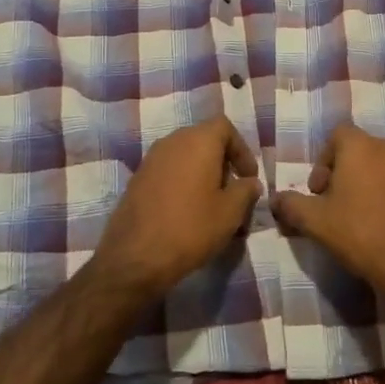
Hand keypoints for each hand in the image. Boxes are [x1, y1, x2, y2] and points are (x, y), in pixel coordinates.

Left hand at [90, 117, 261, 295]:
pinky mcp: (138, 179)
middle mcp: (172, 141)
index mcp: (197, 141)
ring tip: (213, 206)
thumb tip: (250, 182)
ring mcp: (150, 159)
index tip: (248, 177)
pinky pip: (169, 171)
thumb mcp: (230, 212)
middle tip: (233, 192)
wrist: (135, 257)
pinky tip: (188, 212)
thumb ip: (245, 190)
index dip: (241, 149)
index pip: (224, 127)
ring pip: (185, 157)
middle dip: (223, 163)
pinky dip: (183, 183)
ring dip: (203, 174)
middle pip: (204, 140)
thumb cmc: (190, 228)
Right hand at [270, 124, 384, 309]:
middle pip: (361, 152)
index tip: (318, 191)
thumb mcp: (315, 222)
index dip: (322, 161)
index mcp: (362, 147)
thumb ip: (291, 205)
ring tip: (361, 220)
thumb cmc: (361, 234)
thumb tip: (275, 199)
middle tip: (335, 206)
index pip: (337, 135)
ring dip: (370, 186)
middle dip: (345, 174)